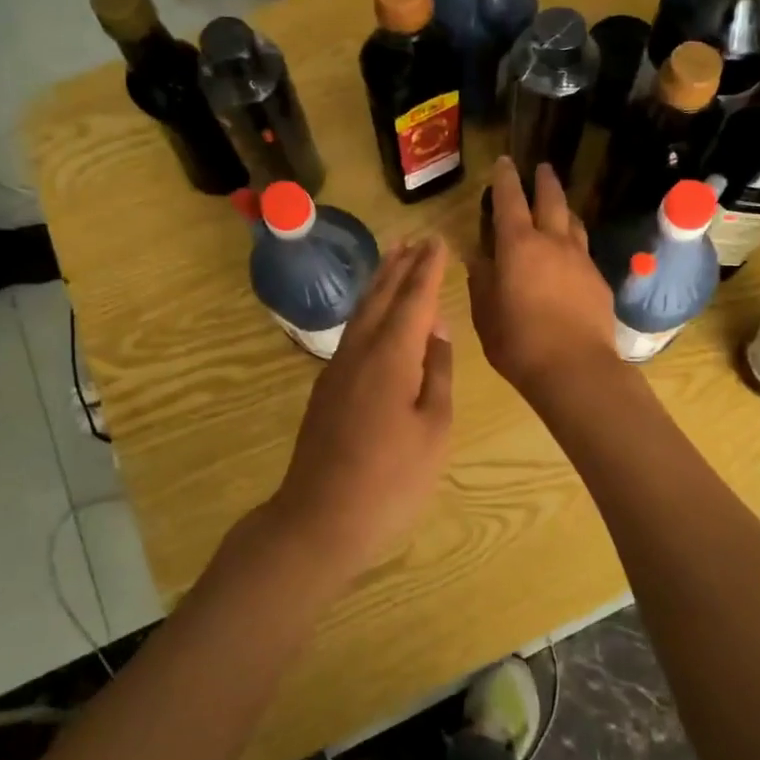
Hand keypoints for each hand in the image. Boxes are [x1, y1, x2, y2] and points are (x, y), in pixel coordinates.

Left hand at [267, 237, 453, 576]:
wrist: (320, 520)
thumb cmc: (391, 480)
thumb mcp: (433, 428)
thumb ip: (436, 373)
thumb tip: (436, 331)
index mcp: (391, 357)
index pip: (414, 299)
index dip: (428, 269)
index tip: (438, 242)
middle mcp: (360, 351)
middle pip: (382, 297)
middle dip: (401, 267)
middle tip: (417, 240)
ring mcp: (338, 370)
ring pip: (362, 313)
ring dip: (381, 283)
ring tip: (395, 260)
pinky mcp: (328, 389)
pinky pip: (353, 333)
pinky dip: (369, 310)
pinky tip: (375, 315)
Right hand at [467, 157, 618, 404]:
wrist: (575, 368)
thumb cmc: (518, 342)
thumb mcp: (485, 313)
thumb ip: (481, 280)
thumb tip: (478, 257)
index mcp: (518, 246)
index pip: (510, 200)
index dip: (505, 178)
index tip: (504, 162)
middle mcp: (553, 242)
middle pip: (551, 200)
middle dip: (544, 181)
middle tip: (541, 168)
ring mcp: (581, 260)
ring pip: (574, 222)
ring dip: (564, 209)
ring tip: (559, 207)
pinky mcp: (599, 281)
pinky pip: (584, 251)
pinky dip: (574, 244)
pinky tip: (570, 257)